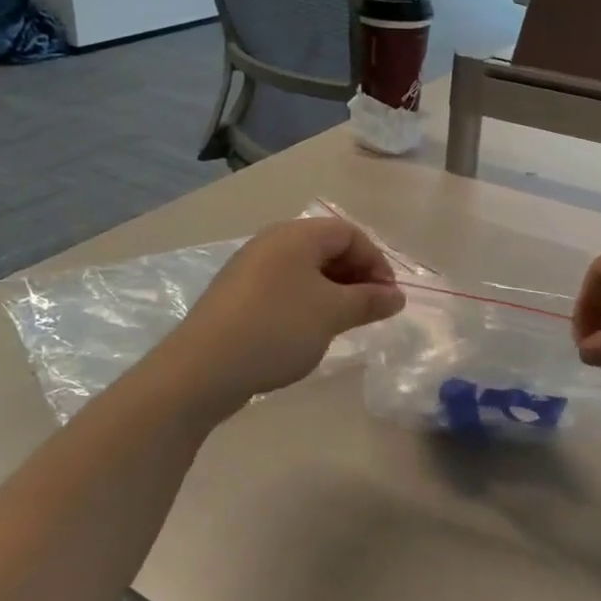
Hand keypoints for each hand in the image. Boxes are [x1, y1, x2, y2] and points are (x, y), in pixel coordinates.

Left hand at [166, 217, 404, 408]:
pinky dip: (306, 302)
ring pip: (304, 270)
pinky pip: (283, 288)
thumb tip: (396, 296)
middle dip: (356, 276)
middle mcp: (271, 242)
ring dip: (332, 291)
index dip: (376, 262)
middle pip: (326, 248)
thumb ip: (368, 301)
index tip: (389, 298)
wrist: (203, 367)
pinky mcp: (236, 295)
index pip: (349, 233)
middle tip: (371, 311)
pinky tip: (308, 331)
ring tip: (343, 323)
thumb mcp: (332, 314)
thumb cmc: (277, 329)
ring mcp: (250, 268)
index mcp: (296, 235)